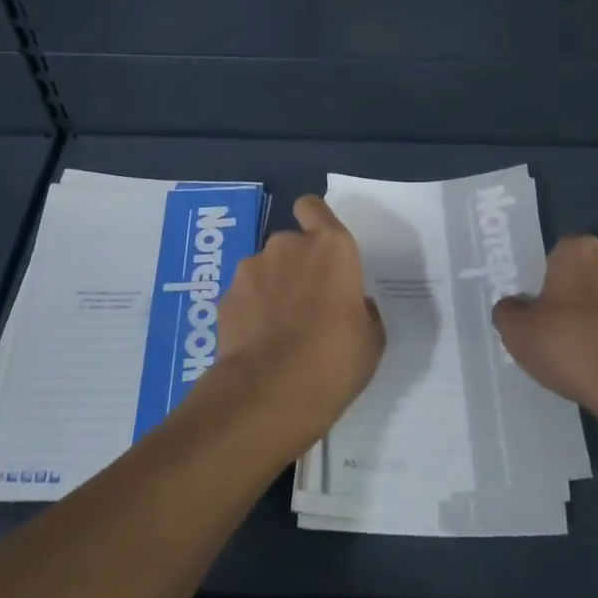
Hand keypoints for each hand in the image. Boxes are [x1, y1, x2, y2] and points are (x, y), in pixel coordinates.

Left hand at [216, 195, 384, 443]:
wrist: (271, 391)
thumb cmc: (336, 360)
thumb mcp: (371, 338)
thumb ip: (361, 310)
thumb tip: (352, 305)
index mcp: (332, 247)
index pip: (313, 207)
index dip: (314, 220)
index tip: (321, 249)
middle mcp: (288, 245)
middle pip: (290, 243)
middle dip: (295, 266)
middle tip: (306, 305)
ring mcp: (252, 268)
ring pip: (264, 269)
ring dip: (271, 288)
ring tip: (278, 330)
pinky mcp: (226, 295)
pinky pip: (244, 295)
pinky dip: (250, 311)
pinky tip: (257, 343)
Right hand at [493, 234, 597, 421]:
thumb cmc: (571, 347)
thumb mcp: (517, 334)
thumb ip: (509, 312)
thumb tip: (514, 307)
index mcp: (581, 252)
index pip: (561, 254)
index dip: (551, 280)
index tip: (543, 309)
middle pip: (595, 274)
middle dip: (584, 296)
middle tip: (566, 331)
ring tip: (596, 356)